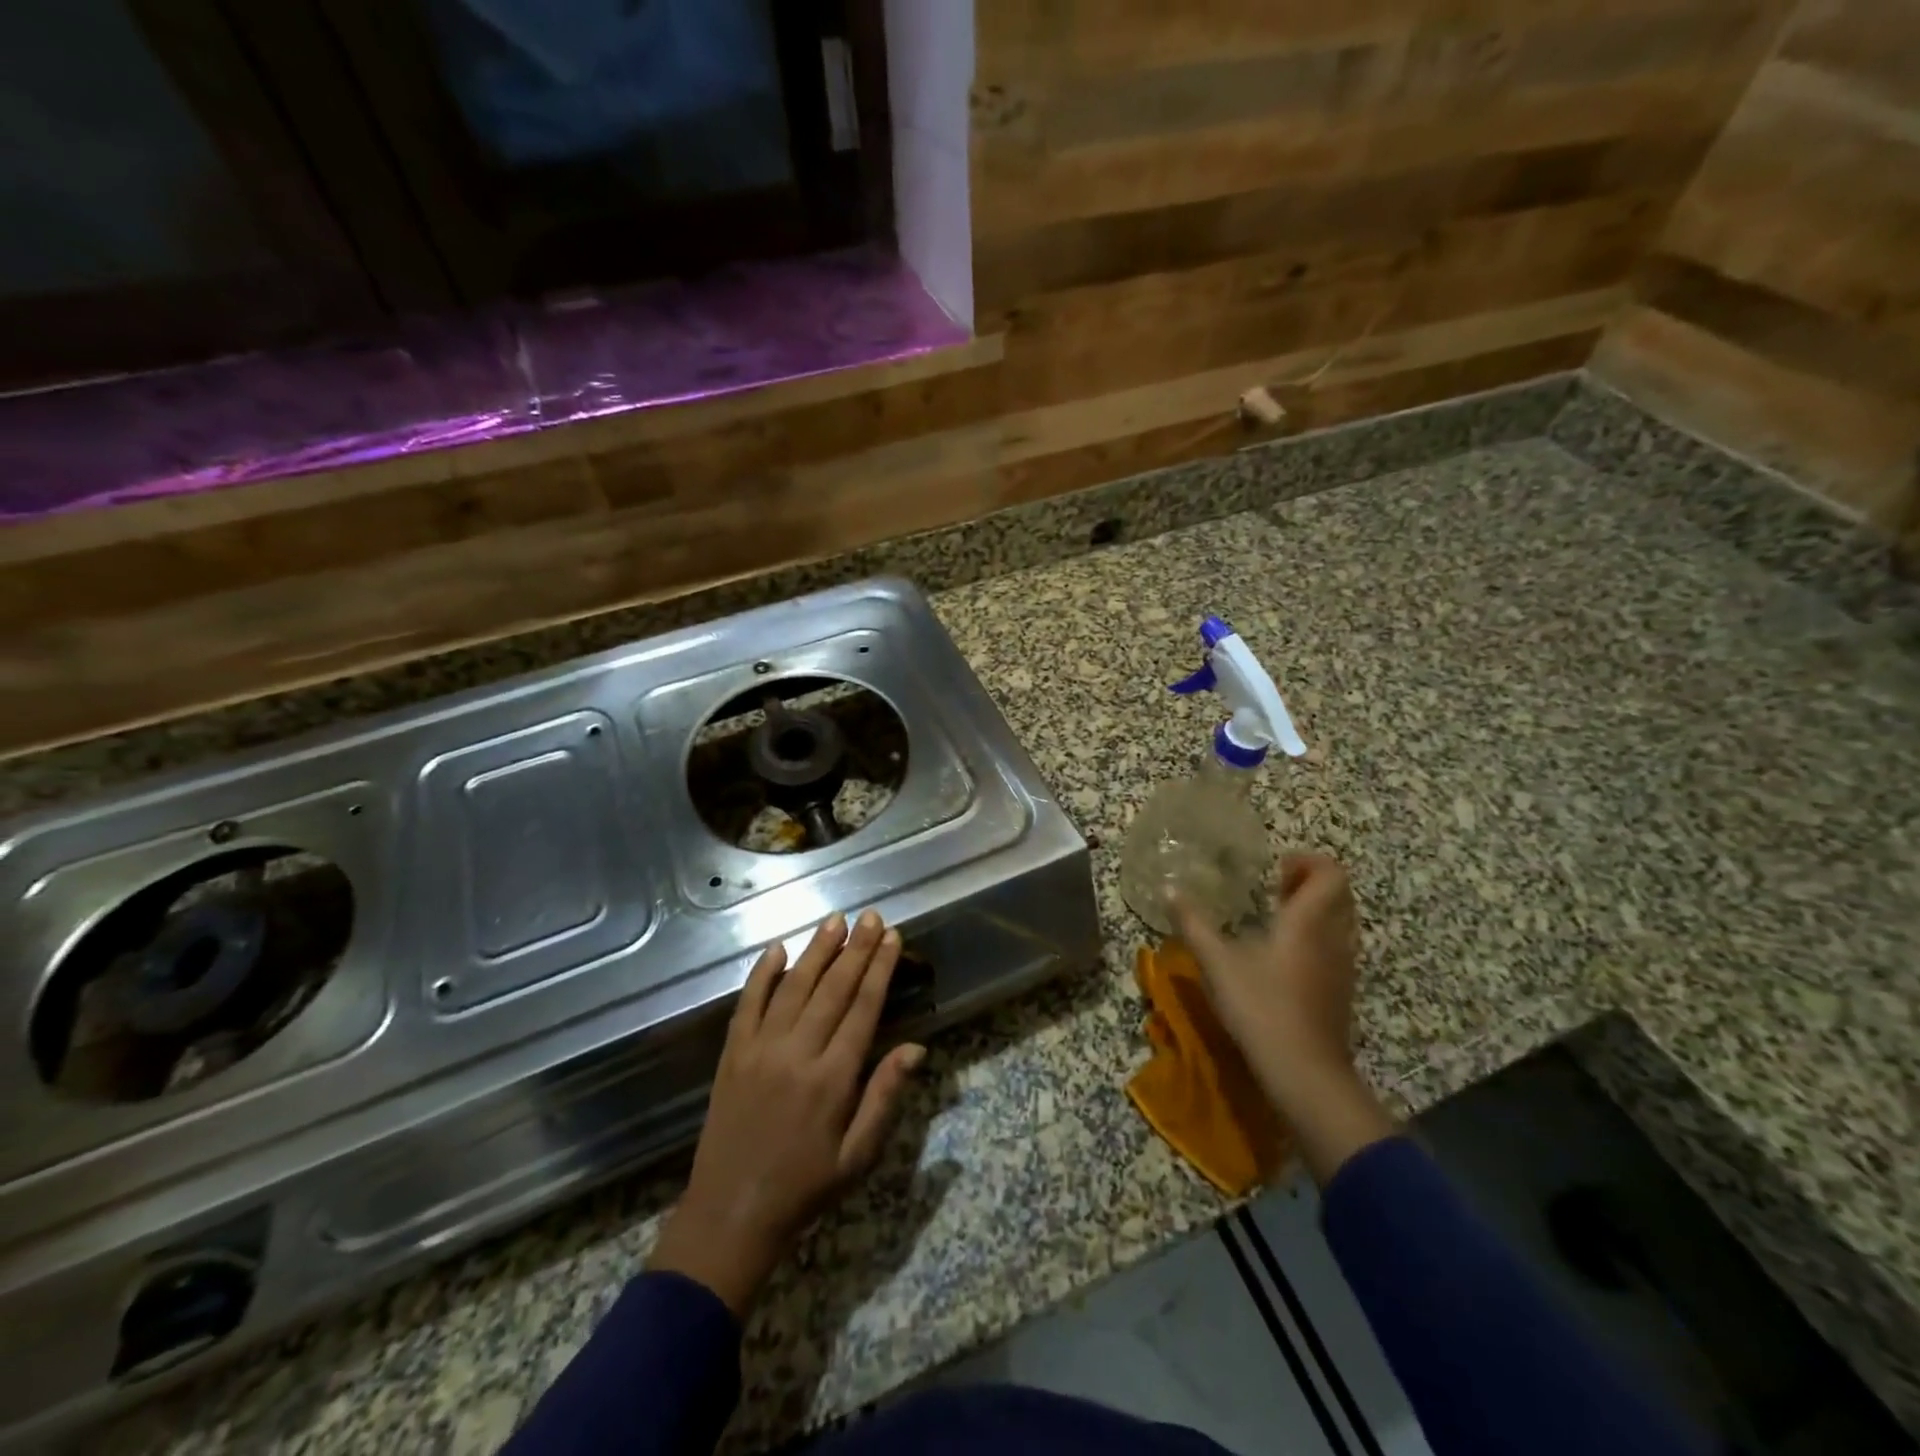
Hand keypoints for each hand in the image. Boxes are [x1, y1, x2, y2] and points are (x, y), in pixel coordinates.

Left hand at [648, 912, 924, 1315]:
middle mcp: (797, 1053)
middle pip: (833, 988)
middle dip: (856, 949)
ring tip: (835, 921)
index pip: (863, 1008)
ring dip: (817, 950)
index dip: (880, 969)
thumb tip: (916, 1047)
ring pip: (794, 986)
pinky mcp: (732, 1054)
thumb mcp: (858, 1154)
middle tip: (872, 917)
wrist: (731, 1213)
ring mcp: (760, 1049)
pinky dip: (762, 974)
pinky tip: (778, 949)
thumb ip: (885, 1096)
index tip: (893, 937)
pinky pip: (748, 1003)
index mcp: (833, 1078)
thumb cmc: (805, 1186)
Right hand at [1174, 853, 1394, 1185]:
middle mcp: (1334, 937)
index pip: (1330, 872)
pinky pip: (1337, 947)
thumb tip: (1168, 889)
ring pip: (1341, 921)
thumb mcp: (1216, 962)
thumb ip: (1193, 923)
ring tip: (1278, 918)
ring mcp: (1343, 966)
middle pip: (1340, 893)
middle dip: (1310, 882)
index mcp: (1308, 921)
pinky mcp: (1342, 991)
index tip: (1276, 868)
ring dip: (1315, 910)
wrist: (1305, 1072)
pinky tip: (1284, 957)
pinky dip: (1317, 937)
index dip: (1307, 861)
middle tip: (1275, 887)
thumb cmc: (1261, 1007)